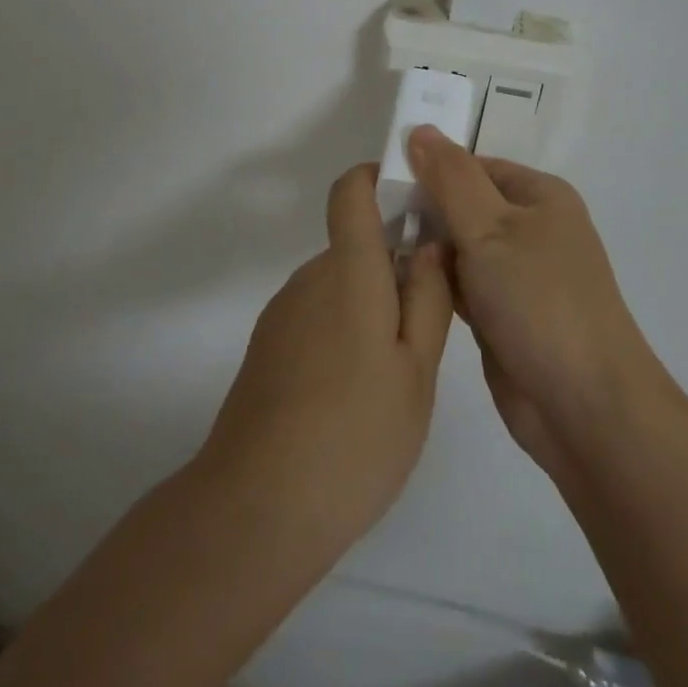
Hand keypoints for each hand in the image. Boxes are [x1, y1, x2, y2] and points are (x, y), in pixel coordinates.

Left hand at [200, 163, 453, 554]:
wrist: (258, 506)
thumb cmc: (356, 434)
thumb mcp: (416, 370)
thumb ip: (428, 298)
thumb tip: (429, 244)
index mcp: (348, 271)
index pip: (351, 191)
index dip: (379, 179)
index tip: (415, 204)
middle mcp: (310, 278)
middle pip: (354, 247)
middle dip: (393, 270)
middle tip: (427, 331)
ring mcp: (283, 314)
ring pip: (338, 287)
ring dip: (370, 309)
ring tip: (395, 379)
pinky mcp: (268, 348)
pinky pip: (317, 318)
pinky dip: (343, 335)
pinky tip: (355, 400)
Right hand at [406, 126, 665, 479]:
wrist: (585, 408)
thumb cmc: (540, 301)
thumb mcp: (490, 228)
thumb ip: (450, 178)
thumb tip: (418, 129)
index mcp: (539, 196)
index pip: (471, 165)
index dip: (428, 168)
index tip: (381, 180)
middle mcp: (531, 229)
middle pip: (463, 204)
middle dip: (423, 209)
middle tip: (371, 217)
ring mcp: (517, 275)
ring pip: (459, 246)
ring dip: (426, 248)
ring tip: (375, 247)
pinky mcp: (502, 314)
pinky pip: (460, 284)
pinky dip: (435, 282)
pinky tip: (398, 283)